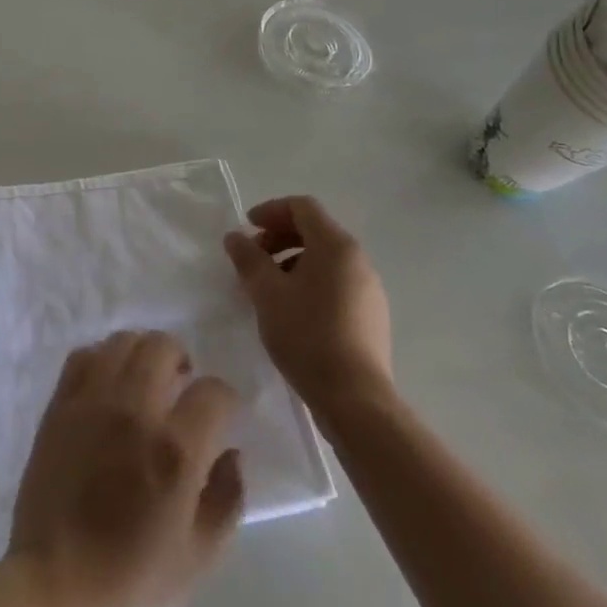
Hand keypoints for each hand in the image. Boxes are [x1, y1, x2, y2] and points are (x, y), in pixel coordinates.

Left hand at [8, 331, 244, 606]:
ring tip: (147, 379)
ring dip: (143, 353)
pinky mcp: (60, 403)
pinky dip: (102, 358)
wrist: (55, 586)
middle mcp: (134, 410)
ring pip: (123, 341)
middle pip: (163, 346)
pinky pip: (84, 355)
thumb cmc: (132, 581)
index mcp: (174, 450)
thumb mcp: (199, 557)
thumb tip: (233, 453)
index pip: (213, 392)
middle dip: (182, 360)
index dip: (226, 398)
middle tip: (183, 385)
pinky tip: (109, 382)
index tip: (224, 413)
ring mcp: (92, 401)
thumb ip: (226, 498)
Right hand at [224, 195, 392, 409]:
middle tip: (253, 258)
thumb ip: (248, 258)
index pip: (302, 207)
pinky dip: (309, 282)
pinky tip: (291, 311)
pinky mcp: (371, 316)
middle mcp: (358, 260)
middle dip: (279, 237)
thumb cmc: (307, 335)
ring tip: (267, 289)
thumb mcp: (266, 293)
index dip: (271, 210)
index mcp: (336, 246)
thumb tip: (236, 237)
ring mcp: (369, 289)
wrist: (356, 400)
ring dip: (291, 262)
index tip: (247, 228)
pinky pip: (336, 283)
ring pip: (325, 259)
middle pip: (314, 231)